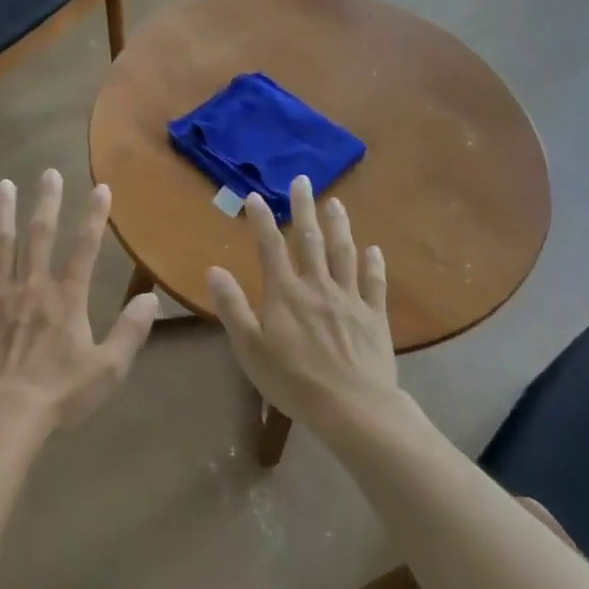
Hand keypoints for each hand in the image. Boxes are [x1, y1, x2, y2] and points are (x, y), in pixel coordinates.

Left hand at [0, 169, 158, 433]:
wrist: (0, 417)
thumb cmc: (58, 395)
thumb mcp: (107, 369)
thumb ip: (130, 332)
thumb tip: (152, 298)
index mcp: (67, 298)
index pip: (85, 248)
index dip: (94, 216)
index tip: (100, 187)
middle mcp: (32, 286)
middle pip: (40, 235)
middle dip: (46, 202)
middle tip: (48, 172)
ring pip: (0, 245)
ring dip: (3, 213)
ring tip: (4, 185)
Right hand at [206, 176, 397, 429]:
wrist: (352, 407)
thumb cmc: (293, 381)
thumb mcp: (250, 348)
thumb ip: (232, 307)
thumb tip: (214, 269)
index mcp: (285, 293)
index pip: (270, 247)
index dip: (262, 220)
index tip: (255, 196)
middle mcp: (317, 286)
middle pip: (309, 239)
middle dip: (304, 208)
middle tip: (303, 181)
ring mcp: (349, 298)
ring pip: (343, 253)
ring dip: (338, 225)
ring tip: (335, 203)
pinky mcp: (374, 315)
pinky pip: (374, 283)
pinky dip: (374, 263)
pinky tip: (373, 249)